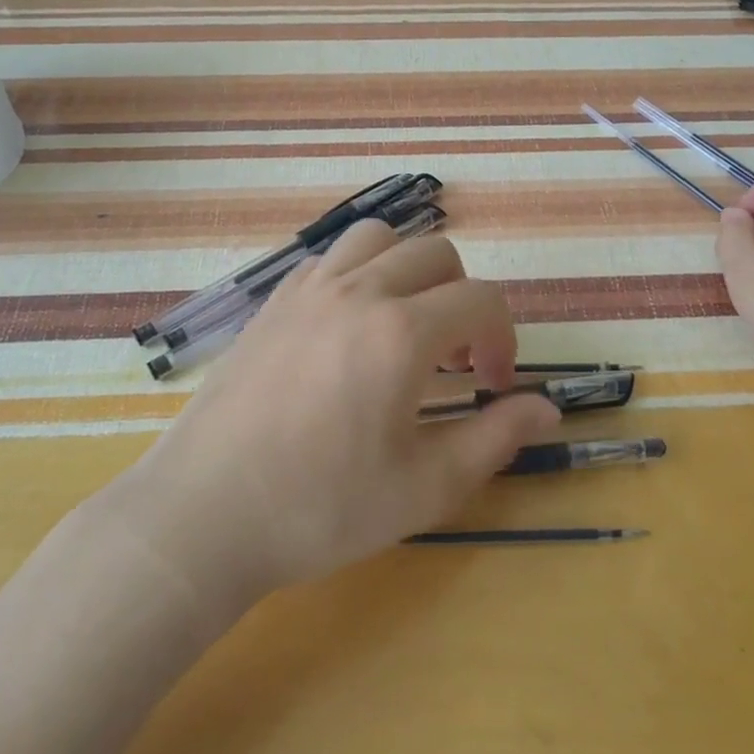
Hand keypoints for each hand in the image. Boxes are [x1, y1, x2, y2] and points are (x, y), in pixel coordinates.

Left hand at [115, 221, 560, 604]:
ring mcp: (308, 289)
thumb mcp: (425, 488)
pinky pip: (330, 259)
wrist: (204, 514)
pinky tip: (349, 330)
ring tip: (404, 326)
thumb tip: (549, 408)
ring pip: (379, 239)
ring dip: (409, 270)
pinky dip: (360, 274)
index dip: (503, 339)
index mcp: (401, 332)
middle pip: (436, 253)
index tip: (493, 387)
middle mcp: (358, 291)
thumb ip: (496, 439)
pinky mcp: (272, 302)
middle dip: (463, 298)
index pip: (481, 300)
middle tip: (453, 360)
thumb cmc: (320, 509)